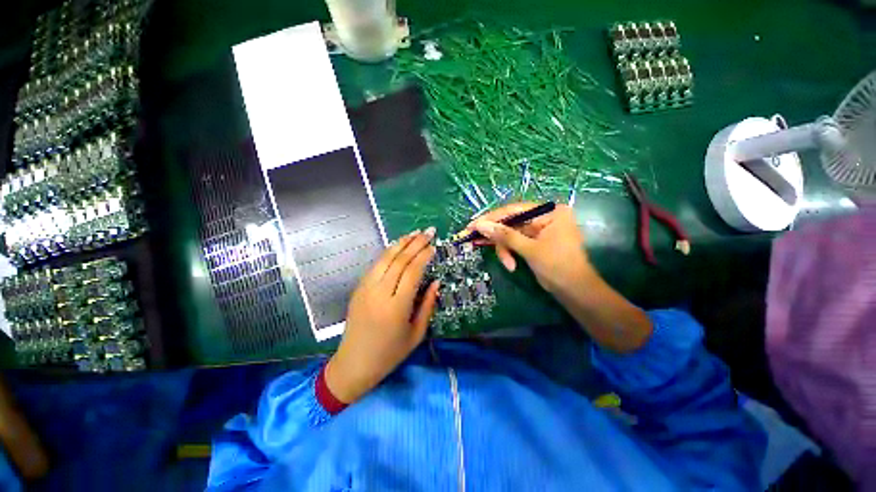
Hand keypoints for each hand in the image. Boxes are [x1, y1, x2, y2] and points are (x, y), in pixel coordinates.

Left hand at [325, 228, 439, 403]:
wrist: (354, 364)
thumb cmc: (390, 354)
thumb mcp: (416, 334)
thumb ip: (427, 305)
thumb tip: (437, 282)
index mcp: (396, 307)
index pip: (412, 272)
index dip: (424, 256)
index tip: (434, 246)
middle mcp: (379, 293)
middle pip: (399, 260)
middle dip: (415, 243)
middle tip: (428, 231)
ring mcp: (366, 289)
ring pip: (385, 258)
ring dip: (401, 243)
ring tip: (414, 233)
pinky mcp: (358, 288)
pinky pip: (375, 265)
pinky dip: (388, 252)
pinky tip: (398, 246)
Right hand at [468, 203, 594, 294]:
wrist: (575, 292)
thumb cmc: (558, 267)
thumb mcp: (529, 250)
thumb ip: (504, 235)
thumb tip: (480, 225)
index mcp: (549, 212)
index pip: (514, 210)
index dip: (491, 218)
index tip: (472, 225)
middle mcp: (544, 217)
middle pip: (511, 222)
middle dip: (496, 236)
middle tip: (473, 240)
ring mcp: (539, 230)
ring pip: (510, 235)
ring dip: (505, 250)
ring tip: (507, 264)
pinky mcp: (534, 241)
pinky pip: (515, 242)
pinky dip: (509, 253)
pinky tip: (510, 265)